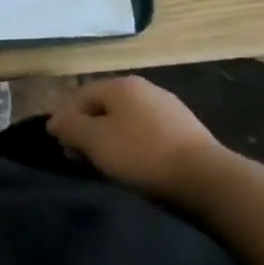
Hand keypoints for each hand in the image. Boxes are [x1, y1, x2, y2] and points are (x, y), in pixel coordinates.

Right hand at [48, 77, 227, 202]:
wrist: (208, 180)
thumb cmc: (143, 155)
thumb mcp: (96, 142)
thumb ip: (70, 127)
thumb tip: (54, 121)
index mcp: (121, 84)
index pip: (80, 96)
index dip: (66, 120)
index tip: (63, 148)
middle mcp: (145, 88)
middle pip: (104, 107)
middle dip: (89, 130)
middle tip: (83, 158)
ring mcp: (169, 107)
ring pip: (128, 120)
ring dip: (113, 139)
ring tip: (110, 166)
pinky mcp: (188, 130)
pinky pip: (149, 133)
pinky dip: (137, 146)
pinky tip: (139, 166)